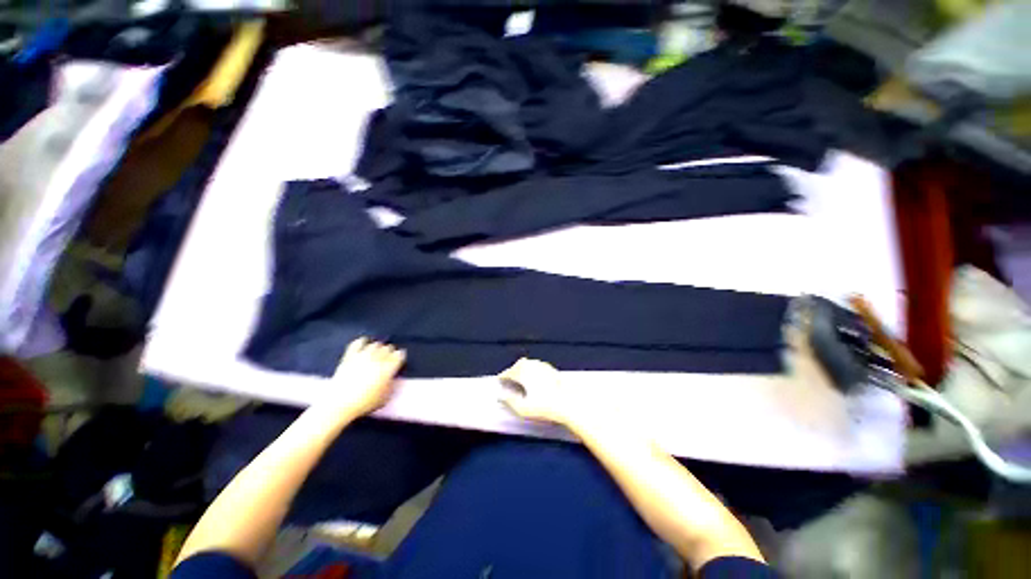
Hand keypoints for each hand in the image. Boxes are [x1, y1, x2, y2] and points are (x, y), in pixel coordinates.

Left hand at [328, 338, 405, 417]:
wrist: (340, 403)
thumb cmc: (365, 403)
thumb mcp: (385, 397)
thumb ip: (392, 383)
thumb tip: (392, 377)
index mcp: (388, 368)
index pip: (399, 355)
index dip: (399, 357)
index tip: (398, 361)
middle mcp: (378, 359)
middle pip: (388, 348)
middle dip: (389, 352)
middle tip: (387, 358)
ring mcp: (363, 356)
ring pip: (375, 344)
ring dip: (378, 348)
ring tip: (376, 353)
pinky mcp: (350, 356)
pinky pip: (358, 343)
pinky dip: (362, 342)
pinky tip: (364, 344)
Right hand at [497, 358, 573, 424]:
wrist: (569, 403)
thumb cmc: (545, 407)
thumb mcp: (524, 409)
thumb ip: (510, 402)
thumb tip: (500, 396)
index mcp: (524, 373)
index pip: (509, 372)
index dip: (503, 376)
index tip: (499, 381)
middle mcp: (533, 366)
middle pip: (518, 365)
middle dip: (512, 370)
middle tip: (508, 379)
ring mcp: (544, 366)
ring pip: (529, 364)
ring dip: (522, 369)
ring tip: (519, 378)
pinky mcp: (552, 369)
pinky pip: (537, 365)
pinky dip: (532, 369)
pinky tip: (533, 378)